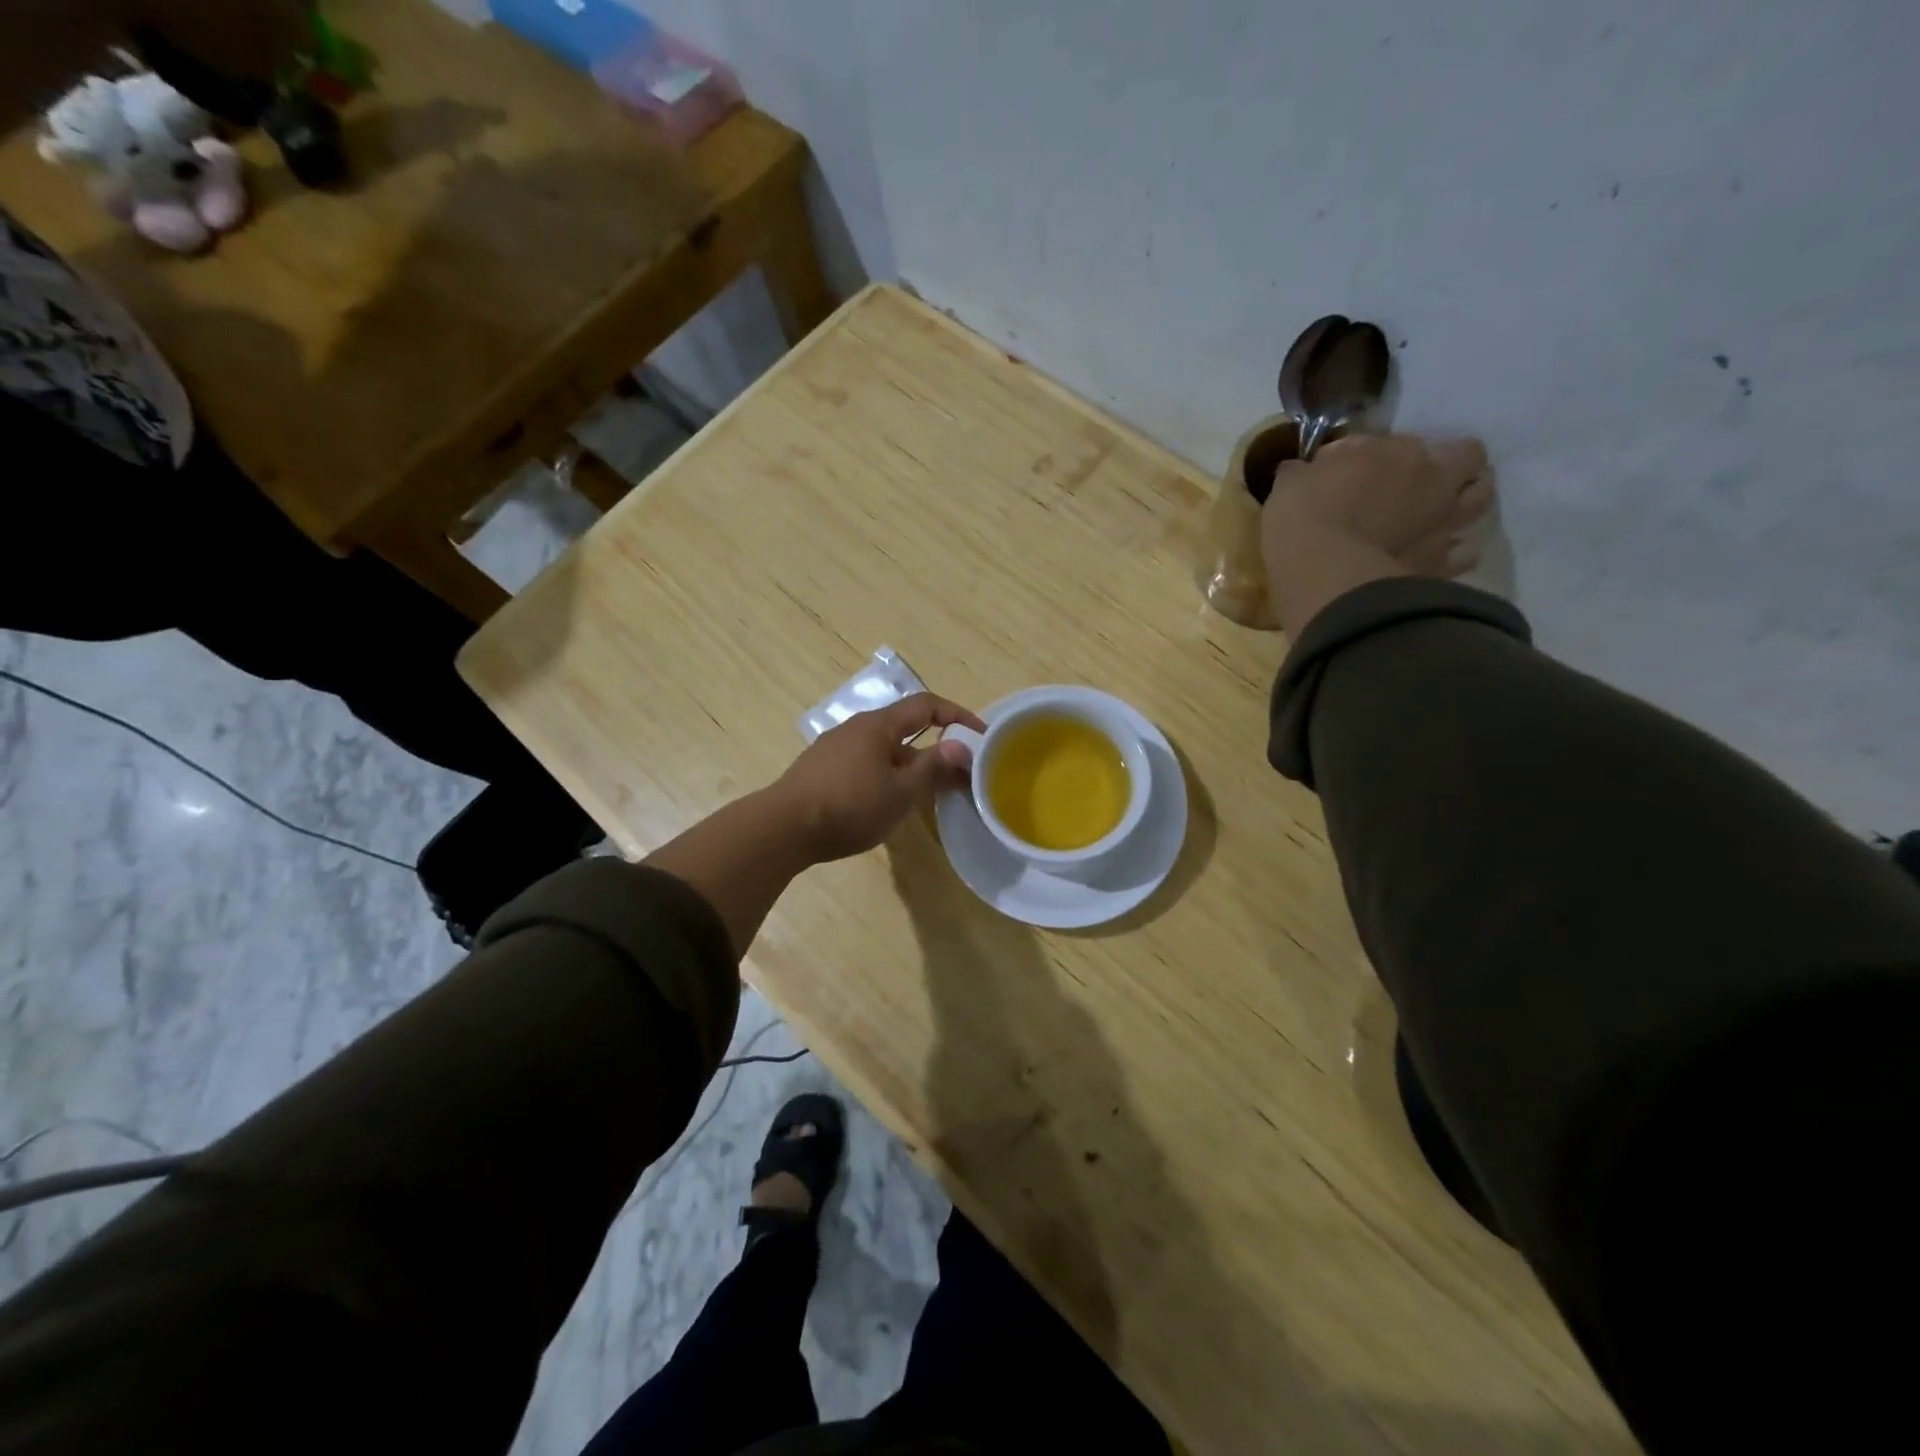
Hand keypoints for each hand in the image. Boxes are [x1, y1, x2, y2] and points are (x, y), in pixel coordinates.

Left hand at [770, 693, 985, 862]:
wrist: (783, 828)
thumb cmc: (850, 805)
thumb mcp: (901, 791)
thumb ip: (933, 766)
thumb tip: (962, 746)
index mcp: (879, 725)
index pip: (927, 706)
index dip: (958, 716)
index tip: (981, 736)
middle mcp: (857, 728)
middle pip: (905, 728)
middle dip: (935, 747)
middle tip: (958, 774)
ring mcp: (835, 748)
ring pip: (885, 750)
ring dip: (911, 765)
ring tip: (927, 794)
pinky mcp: (822, 770)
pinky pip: (866, 764)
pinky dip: (887, 775)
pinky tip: (887, 802)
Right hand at [1262, 433, 1491, 581]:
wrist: (1324, 576)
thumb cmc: (1304, 519)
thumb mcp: (1291, 484)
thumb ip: (1304, 473)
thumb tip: (1302, 471)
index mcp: (1399, 454)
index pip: (1402, 441)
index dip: (1383, 454)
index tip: (1358, 470)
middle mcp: (1435, 482)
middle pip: (1470, 458)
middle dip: (1452, 465)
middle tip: (1424, 481)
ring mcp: (1444, 524)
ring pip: (1480, 501)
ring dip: (1464, 502)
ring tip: (1438, 514)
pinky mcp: (1443, 565)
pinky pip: (1464, 555)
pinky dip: (1455, 552)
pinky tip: (1436, 556)